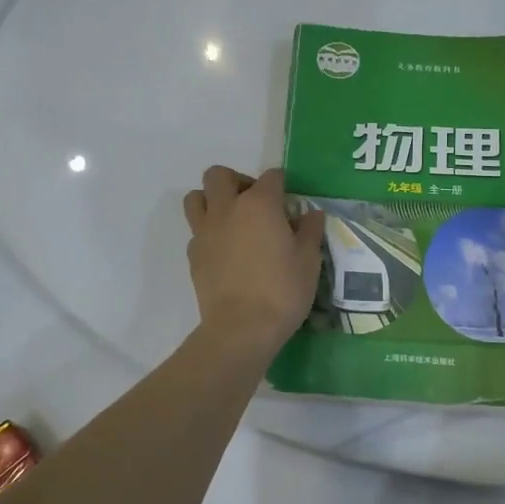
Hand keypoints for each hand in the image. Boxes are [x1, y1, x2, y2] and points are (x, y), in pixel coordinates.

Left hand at [182, 167, 325, 357]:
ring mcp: (205, 231)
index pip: (271, 177)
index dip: (282, 185)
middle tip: (254, 204)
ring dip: (212, 200)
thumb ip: (310, 231)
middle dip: (237, 181)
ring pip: (196, 197)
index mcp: (259, 204)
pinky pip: (196, 230)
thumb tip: (311, 213)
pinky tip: (225, 251)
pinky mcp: (193, 254)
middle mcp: (227, 209)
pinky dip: (209, 232)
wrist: (242, 328)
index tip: (289, 203)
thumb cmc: (282, 290)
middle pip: (219, 175)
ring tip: (231, 220)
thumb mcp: (309, 260)